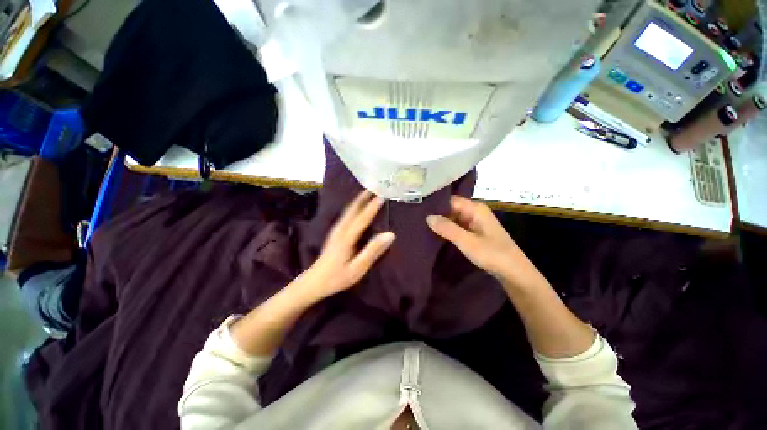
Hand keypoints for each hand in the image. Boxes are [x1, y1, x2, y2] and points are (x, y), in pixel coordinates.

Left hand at [292, 190, 394, 303]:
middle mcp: (340, 230)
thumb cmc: (337, 277)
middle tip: (373, 187)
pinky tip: (356, 207)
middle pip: (352, 209)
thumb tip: (390, 234)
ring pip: (347, 211)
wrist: (314, 282)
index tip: (381, 196)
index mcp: (347, 237)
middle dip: (363, 198)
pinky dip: (352, 207)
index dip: (372, 207)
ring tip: (366, 193)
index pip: (362, 218)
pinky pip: (345, 215)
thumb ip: (373, 250)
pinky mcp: (334, 233)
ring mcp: (335, 230)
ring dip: (357, 200)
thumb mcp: (358, 268)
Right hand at [426, 196, 546, 290]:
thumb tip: (427, 217)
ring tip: (420, 226)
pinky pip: (456, 226)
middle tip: (416, 219)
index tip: (418, 209)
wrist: (515, 273)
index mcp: (475, 208)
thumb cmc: (493, 255)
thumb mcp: (467, 242)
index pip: (449, 200)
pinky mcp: (473, 231)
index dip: (434, 204)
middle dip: (435, 214)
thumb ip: (447, 228)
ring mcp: (474, 221)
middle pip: (450, 208)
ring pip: (452, 218)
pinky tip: (434, 233)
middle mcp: (474, 211)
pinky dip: (447, 229)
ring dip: (440, 223)